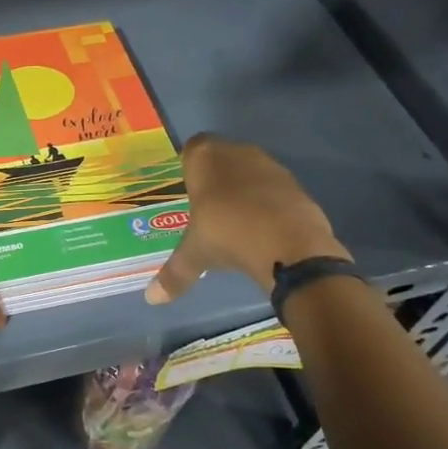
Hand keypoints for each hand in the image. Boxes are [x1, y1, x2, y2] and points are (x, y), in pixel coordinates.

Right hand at [145, 134, 349, 304]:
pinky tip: (263, 227)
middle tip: (208, 207)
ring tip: (236, 219)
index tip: (188, 190)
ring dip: (243, 188)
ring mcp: (270, 165)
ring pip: (250, 171)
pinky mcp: (296, 184)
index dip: (190, 167)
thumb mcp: (195, 254)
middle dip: (216, 177)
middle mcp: (237, 152)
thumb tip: (151, 299)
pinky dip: (267, 202)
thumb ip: (174, 273)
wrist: (289, 244)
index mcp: (205, 158)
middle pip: (222, 157)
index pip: (192, 149)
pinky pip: (273, 188)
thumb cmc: (227, 234)